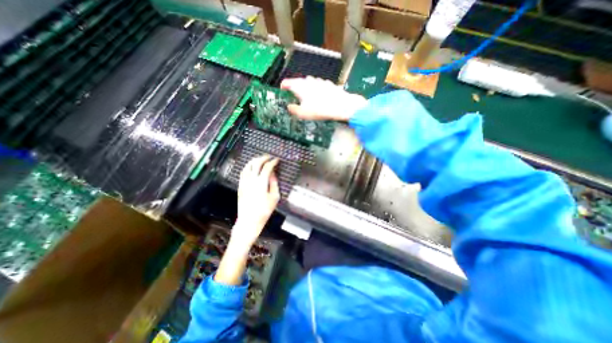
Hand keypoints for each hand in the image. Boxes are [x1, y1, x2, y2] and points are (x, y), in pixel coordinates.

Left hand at [233, 157, 280, 247]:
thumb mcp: (274, 197)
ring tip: (261, 159)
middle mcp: (251, 179)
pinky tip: (251, 167)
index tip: (277, 160)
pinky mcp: (240, 185)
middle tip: (269, 157)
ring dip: (255, 160)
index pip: (267, 167)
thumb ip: (274, 183)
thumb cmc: (264, 210)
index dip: (273, 162)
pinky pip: (243, 172)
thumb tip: (273, 174)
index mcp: (261, 182)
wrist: (249, 220)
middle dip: (264, 158)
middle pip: (256, 163)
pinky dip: (248, 166)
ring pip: (248, 166)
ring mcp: (244, 182)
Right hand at [279, 77, 364, 121]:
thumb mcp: (303, 113)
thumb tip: (289, 107)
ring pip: (308, 83)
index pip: (287, 82)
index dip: (283, 87)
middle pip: (298, 82)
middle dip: (295, 88)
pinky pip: (318, 85)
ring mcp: (319, 81)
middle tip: (294, 97)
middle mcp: (308, 81)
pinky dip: (316, 89)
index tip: (282, 91)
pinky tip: (319, 96)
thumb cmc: (320, 110)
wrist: (341, 106)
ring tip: (307, 97)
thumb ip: (293, 109)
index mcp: (299, 86)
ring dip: (305, 88)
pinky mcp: (327, 84)